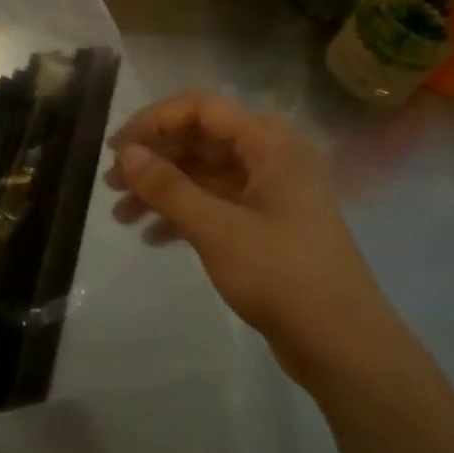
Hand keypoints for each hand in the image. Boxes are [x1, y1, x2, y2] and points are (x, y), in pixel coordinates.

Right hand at [105, 92, 393, 385]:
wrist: (341, 344)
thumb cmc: (281, 275)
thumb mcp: (216, 229)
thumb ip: (168, 187)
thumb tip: (126, 154)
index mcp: (270, 144)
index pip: (201, 108)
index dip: (154, 121)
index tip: (115, 150)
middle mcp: (271, 158)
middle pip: (200, 140)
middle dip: (154, 159)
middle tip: (111, 184)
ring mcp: (269, 193)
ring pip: (204, 175)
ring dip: (162, 189)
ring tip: (121, 215)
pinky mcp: (265, 225)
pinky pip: (216, 204)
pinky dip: (183, 215)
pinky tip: (152, 237)